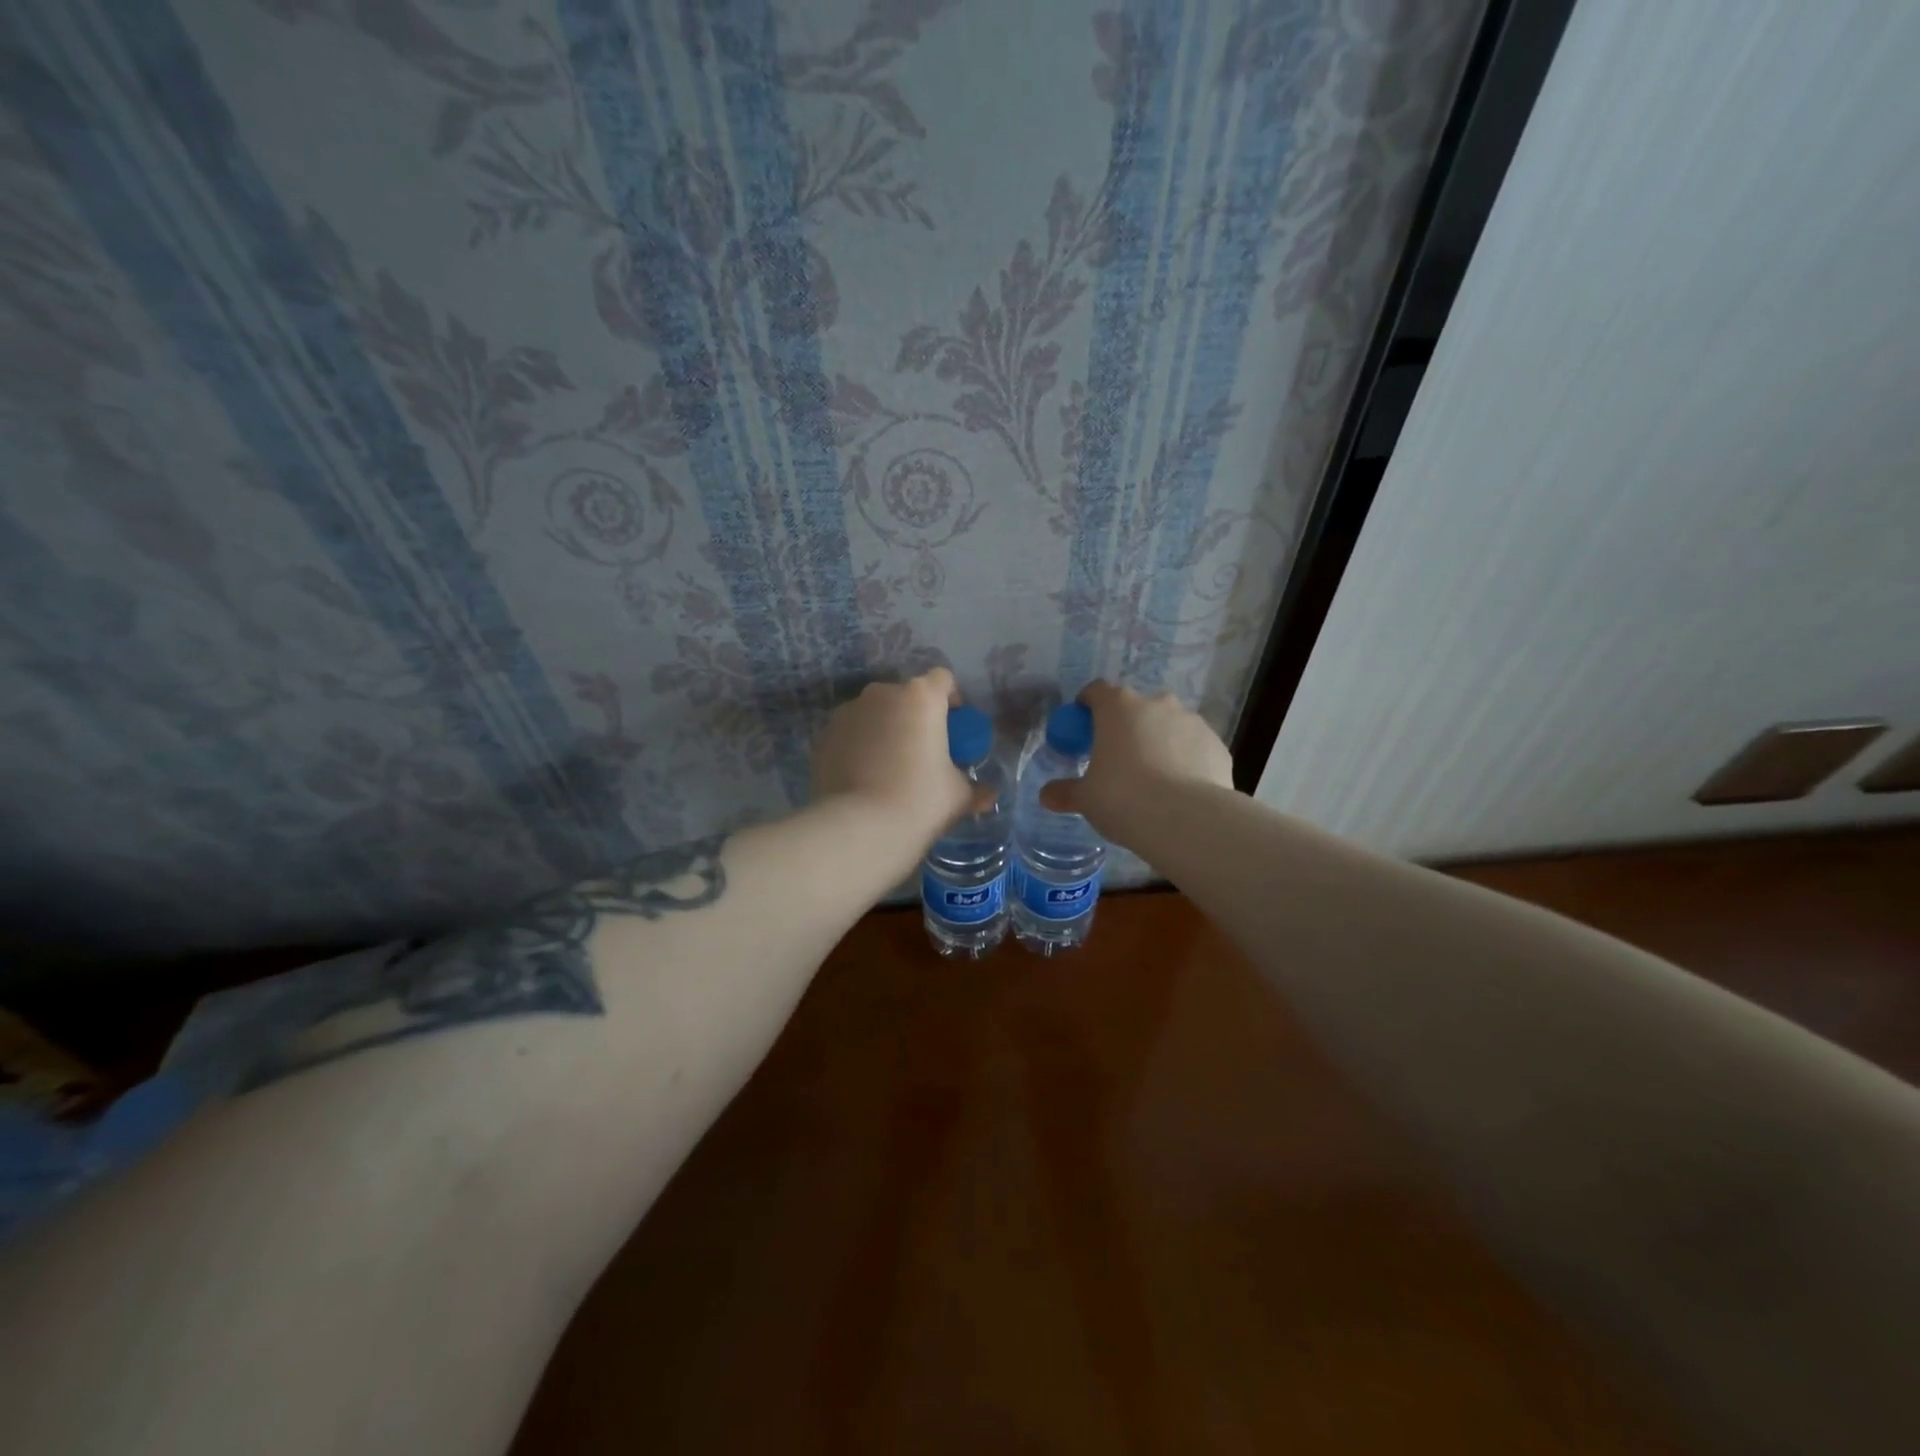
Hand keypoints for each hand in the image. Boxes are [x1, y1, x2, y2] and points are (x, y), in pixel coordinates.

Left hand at [812, 668, 993, 854]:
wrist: (860, 828)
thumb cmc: (920, 801)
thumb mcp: (958, 796)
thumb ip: (975, 788)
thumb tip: (987, 795)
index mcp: (921, 697)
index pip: (943, 680)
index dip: (951, 700)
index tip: (954, 729)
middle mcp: (882, 693)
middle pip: (906, 696)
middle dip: (915, 716)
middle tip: (923, 751)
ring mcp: (848, 712)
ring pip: (875, 713)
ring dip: (885, 729)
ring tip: (890, 767)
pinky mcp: (824, 735)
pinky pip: (851, 733)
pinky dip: (860, 745)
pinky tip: (865, 777)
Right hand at [1039, 681, 1233, 838]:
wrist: (1188, 821)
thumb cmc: (1124, 798)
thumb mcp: (1086, 799)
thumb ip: (1065, 792)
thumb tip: (1046, 796)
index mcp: (1118, 707)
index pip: (1096, 691)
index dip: (1086, 708)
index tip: (1082, 731)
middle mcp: (1157, 704)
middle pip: (1135, 708)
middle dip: (1125, 727)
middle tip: (1116, 759)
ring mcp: (1192, 722)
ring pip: (1168, 726)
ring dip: (1158, 742)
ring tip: (1152, 779)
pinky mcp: (1217, 745)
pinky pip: (1193, 748)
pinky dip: (1184, 761)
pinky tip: (1179, 791)